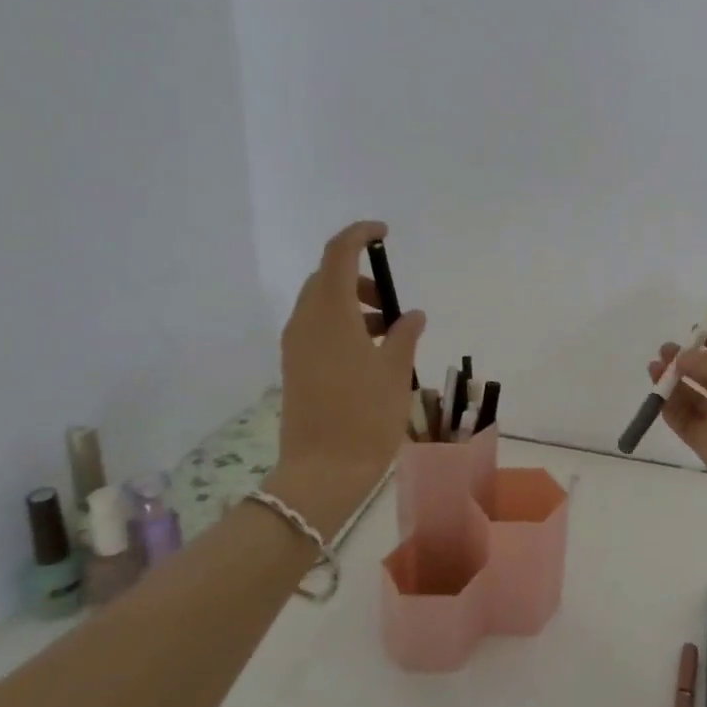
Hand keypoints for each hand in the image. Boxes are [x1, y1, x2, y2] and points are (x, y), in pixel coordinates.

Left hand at [273, 222, 424, 504]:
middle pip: (327, 277)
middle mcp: (306, 321)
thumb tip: (410, 315)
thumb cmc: (366, 416)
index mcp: (330, 314)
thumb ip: (404, 334)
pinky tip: (369, 351)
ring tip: (388, 331)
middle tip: (391, 300)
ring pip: (321, 304)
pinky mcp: (295, 367)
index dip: (360, 235)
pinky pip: (317, 328)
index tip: (384, 234)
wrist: (323, 471)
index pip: (339, 254)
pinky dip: (342, 324)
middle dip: (360, 277)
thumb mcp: (395, 371)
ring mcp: (296, 345)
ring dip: (352, 303)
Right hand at [648, 326, 706, 533]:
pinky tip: (656, 394)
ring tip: (653, 368)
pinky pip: (687, 422)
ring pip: (696, 397)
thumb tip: (682, 358)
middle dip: (687, 360)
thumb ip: (705, 361)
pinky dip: (671, 408)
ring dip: (674, 382)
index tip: (688, 333)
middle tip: (663, 352)